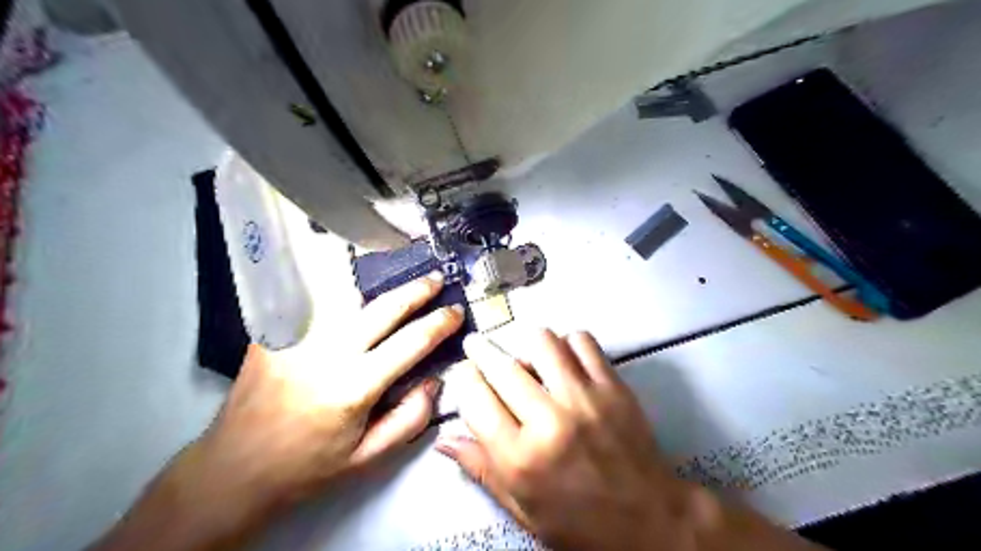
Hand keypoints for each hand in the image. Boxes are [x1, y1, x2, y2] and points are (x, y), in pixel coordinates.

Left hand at [185, 274, 467, 512]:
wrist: (232, 468)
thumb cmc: (306, 466)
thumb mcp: (367, 458)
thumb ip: (410, 418)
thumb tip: (434, 380)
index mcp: (354, 387)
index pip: (411, 342)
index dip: (440, 323)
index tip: (455, 312)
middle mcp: (326, 353)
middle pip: (383, 307)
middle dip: (417, 290)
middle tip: (436, 281)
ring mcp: (297, 338)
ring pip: (346, 295)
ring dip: (379, 285)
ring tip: (399, 280)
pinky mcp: (273, 333)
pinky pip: (314, 302)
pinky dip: (338, 290)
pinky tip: (351, 289)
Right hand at [438, 331, 821, 550]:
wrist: (651, 522)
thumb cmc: (580, 524)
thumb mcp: (523, 509)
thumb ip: (481, 469)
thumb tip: (443, 439)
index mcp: (521, 459)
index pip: (474, 399)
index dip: (462, 380)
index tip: (463, 373)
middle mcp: (549, 421)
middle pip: (502, 366)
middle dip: (481, 350)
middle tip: (477, 345)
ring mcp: (584, 398)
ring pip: (542, 341)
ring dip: (525, 344)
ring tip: (524, 355)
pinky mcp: (613, 385)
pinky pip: (582, 341)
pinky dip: (566, 342)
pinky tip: (563, 358)